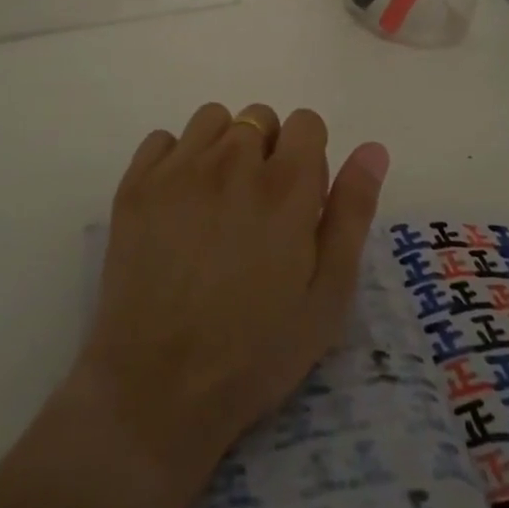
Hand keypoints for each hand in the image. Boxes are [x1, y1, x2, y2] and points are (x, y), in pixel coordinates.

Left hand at [74, 103, 388, 498]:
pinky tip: (177, 204)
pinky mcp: (136, 184)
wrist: (156, 389)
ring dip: (223, 147)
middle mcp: (232, 162)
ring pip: (213, 119)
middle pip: (259, 118)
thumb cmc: (255, 352)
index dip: (309, 154)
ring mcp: (178, 170)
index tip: (300, 198)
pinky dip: (176, 159)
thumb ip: (352, 213)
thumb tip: (372, 149)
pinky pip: (163, 138)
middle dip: (268, 151)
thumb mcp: (327, 296)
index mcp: (285, 187)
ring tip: (218, 201)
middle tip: (258, 210)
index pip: (306, 122)